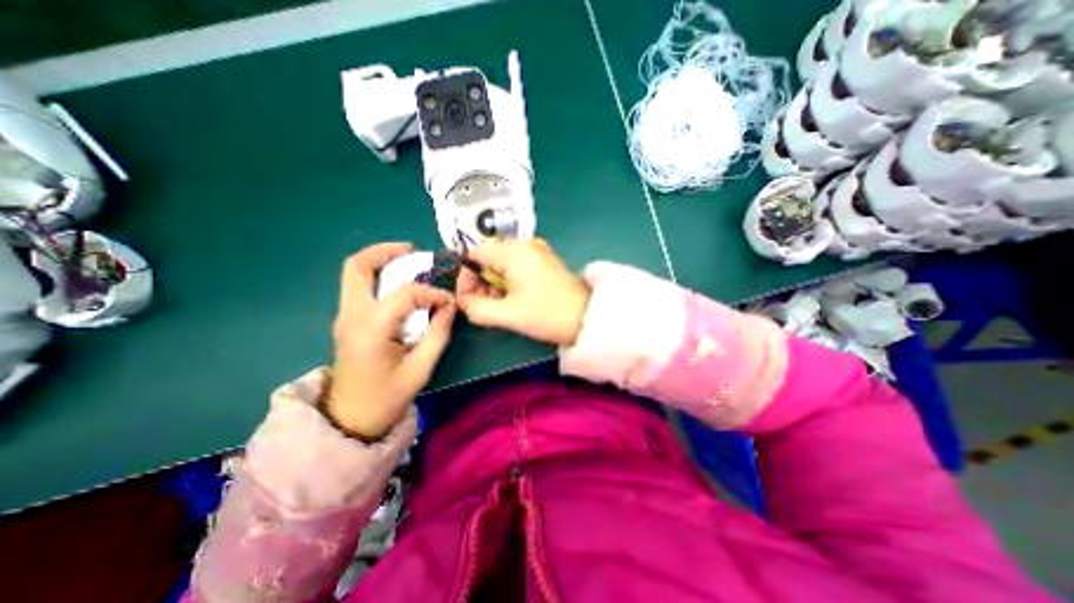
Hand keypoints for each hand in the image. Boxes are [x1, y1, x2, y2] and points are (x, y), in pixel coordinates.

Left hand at [331, 242, 455, 438]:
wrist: (350, 418)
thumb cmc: (386, 397)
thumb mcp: (421, 368)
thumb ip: (438, 334)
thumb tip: (448, 307)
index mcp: (371, 328)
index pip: (405, 293)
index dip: (431, 292)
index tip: (448, 301)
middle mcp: (352, 315)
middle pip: (357, 266)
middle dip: (386, 252)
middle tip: (413, 252)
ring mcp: (345, 316)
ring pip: (355, 273)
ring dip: (381, 261)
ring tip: (409, 263)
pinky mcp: (347, 320)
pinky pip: (359, 286)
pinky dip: (378, 276)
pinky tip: (399, 284)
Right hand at [449, 237, 590, 346]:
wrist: (587, 318)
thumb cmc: (547, 314)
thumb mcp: (507, 314)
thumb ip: (476, 307)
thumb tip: (461, 301)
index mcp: (514, 251)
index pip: (474, 253)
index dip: (465, 276)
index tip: (466, 299)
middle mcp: (524, 244)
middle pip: (488, 257)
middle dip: (480, 282)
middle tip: (482, 306)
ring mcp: (536, 250)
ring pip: (502, 262)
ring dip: (494, 283)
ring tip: (498, 306)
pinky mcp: (544, 260)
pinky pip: (516, 265)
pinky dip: (508, 281)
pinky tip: (513, 299)